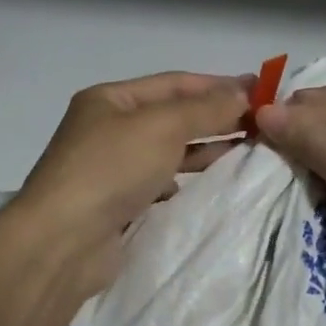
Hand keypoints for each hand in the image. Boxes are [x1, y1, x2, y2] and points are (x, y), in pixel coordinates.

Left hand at [8, 71, 252, 302]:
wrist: (63, 242)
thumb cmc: (111, 168)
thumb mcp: (162, 126)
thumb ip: (205, 108)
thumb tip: (244, 91)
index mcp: (110, 99)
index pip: (174, 83)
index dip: (217, 84)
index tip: (260, 89)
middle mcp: (108, 128)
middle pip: (172, 115)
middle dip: (215, 116)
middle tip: (262, 121)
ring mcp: (111, 167)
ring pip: (168, 150)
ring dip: (206, 147)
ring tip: (249, 148)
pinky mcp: (118, 203)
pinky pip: (161, 181)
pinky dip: (187, 178)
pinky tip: (212, 181)